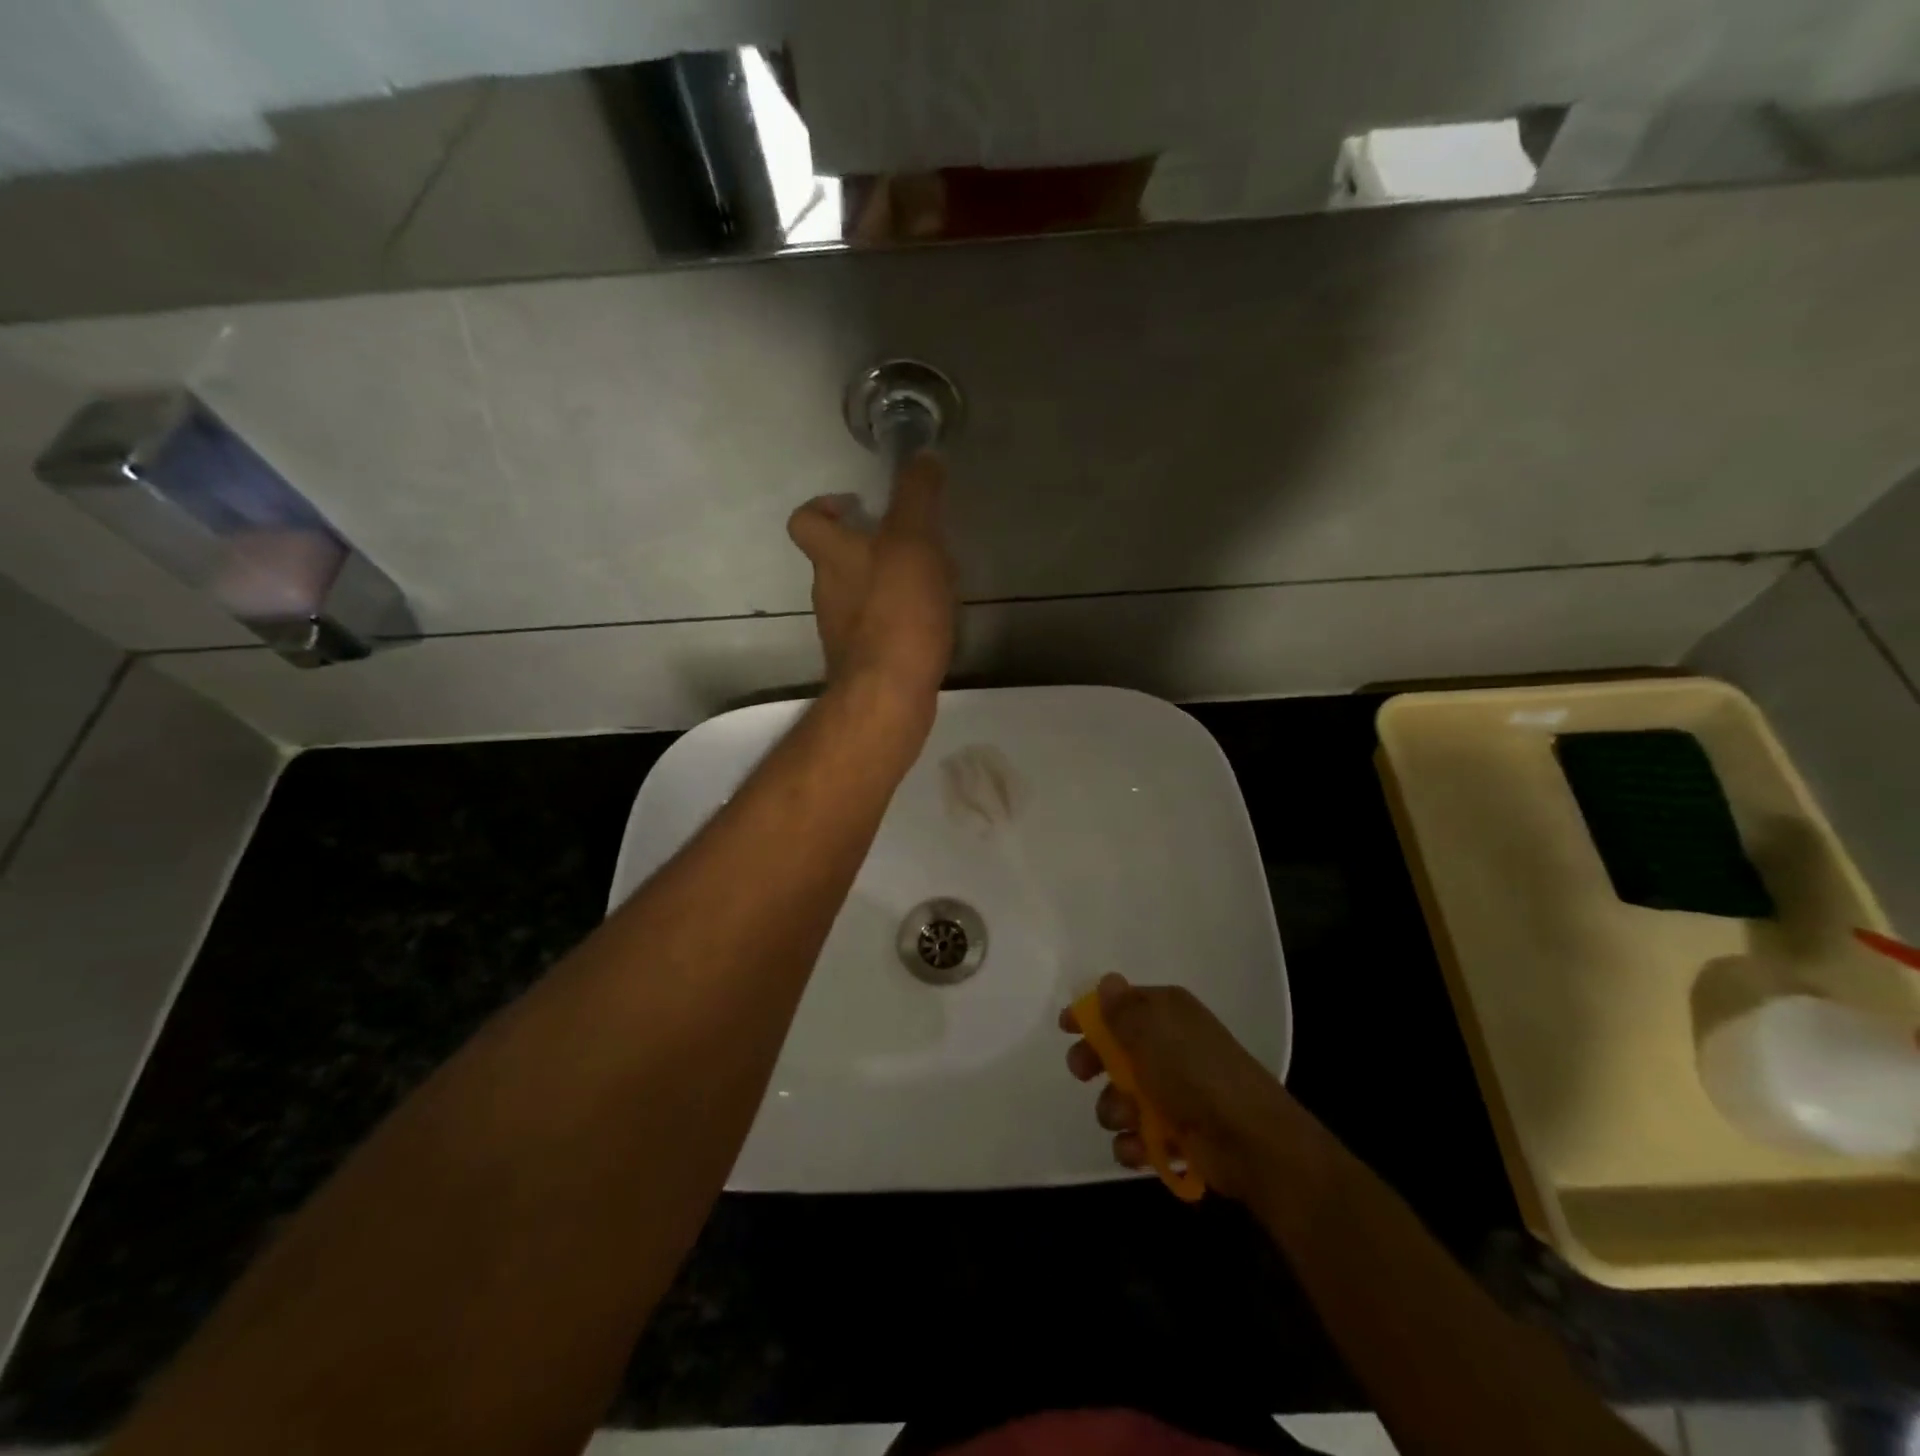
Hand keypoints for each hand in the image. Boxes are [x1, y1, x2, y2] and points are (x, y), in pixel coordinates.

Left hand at [787, 452, 955, 701]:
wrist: (888, 693)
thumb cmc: (898, 610)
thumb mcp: (913, 541)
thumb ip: (917, 496)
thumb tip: (922, 456)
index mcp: (832, 556)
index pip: (805, 520)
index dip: (824, 506)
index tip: (856, 504)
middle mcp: (828, 592)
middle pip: (837, 559)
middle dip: (870, 547)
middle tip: (911, 544)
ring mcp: (842, 631)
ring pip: (858, 595)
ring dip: (886, 583)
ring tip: (929, 584)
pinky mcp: (862, 661)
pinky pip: (876, 628)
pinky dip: (896, 619)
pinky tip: (927, 623)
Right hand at [1061, 973, 1297, 1201]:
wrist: (1249, 1140)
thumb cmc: (1194, 1072)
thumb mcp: (1151, 1030)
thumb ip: (1122, 1008)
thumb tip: (1107, 982)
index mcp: (1167, 1014)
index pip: (1120, 1005)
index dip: (1091, 1014)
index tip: (1065, 1027)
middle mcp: (1169, 1047)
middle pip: (1114, 1051)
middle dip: (1094, 1063)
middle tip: (1083, 1072)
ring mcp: (1173, 1093)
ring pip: (1120, 1097)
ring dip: (1115, 1109)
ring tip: (1129, 1117)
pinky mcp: (1176, 1134)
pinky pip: (1136, 1136)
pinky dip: (1133, 1144)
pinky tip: (1139, 1148)